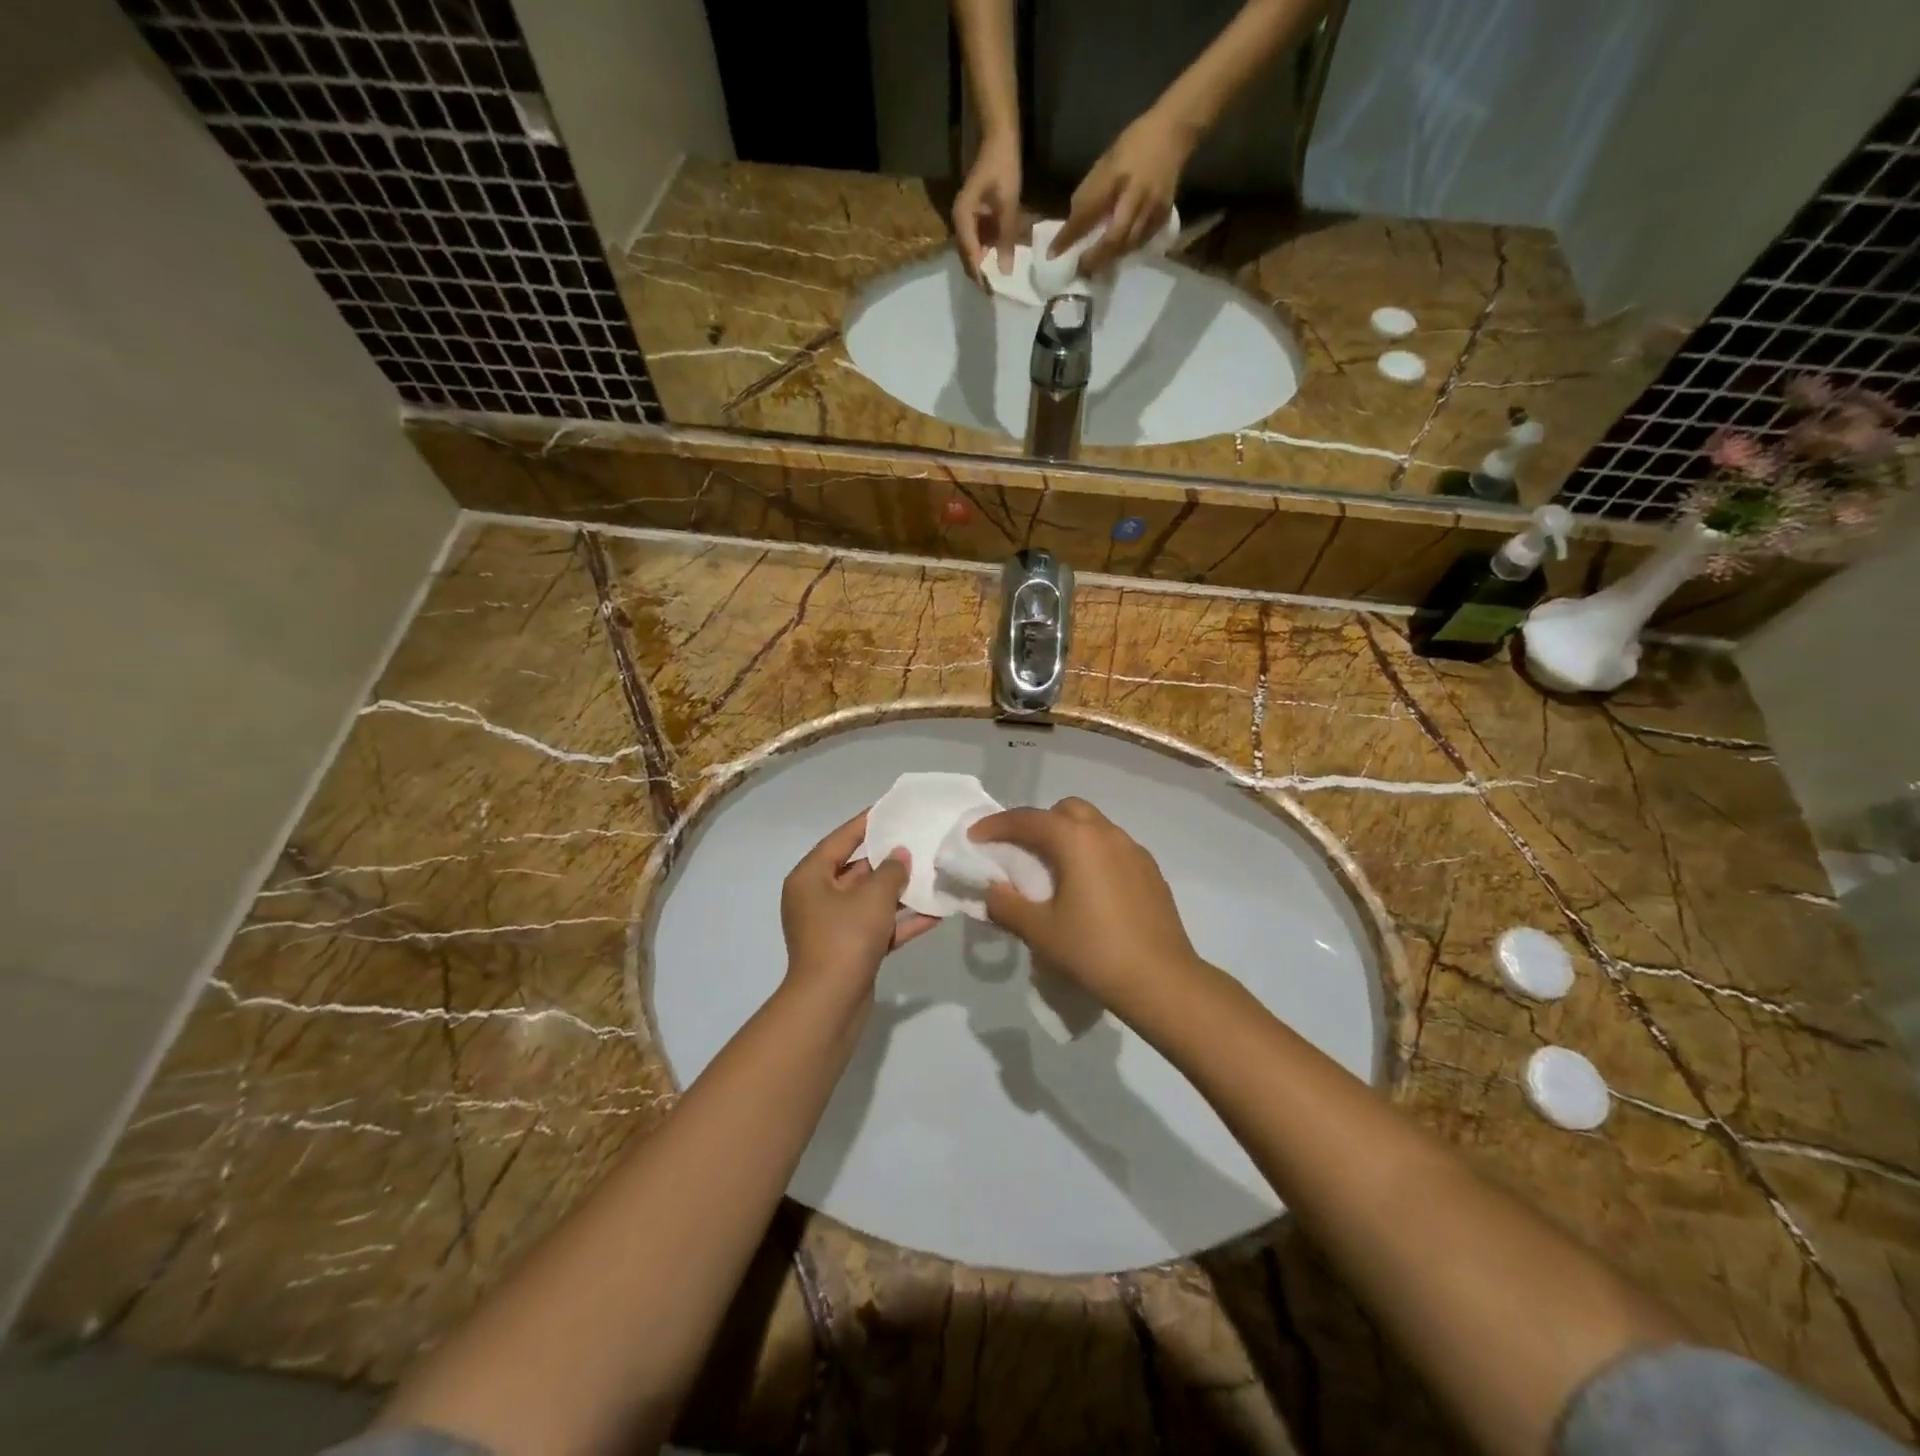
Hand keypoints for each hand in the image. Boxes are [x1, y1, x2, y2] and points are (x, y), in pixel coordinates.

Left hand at [780, 813, 938, 1004]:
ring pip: (870, 900)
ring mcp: (833, 927)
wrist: (830, 1004)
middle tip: (920, 841)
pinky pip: (878, 927)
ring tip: (933, 874)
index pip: (840, 840)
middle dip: (889, 860)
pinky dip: (902, 921)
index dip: (866, 823)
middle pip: (856, 870)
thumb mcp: (872, 897)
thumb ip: (891, 871)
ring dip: (899, 891)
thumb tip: (900, 854)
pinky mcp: (851, 951)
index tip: (891, 809)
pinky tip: (935, 913)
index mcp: (810, 878)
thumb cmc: (845, 937)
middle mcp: (817, 898)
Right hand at [952, 131, 1022, 287]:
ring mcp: (965, 219)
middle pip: (967, 256)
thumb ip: (1006, 239)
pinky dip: (988, 252)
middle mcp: (959, 222)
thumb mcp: (1008, 205)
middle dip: (979, 274)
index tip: (989, 294)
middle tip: (994, 292)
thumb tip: (1005, 271)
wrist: (998, 139)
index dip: (979, 276)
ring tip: (998, 281)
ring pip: (973, 250)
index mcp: (963, 218)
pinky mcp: (974, 217)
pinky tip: (999, 260)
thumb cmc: (1003, 167)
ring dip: (984, 264)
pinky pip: (979, 240)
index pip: (969, 255)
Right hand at [968, 798, 1205, 1023]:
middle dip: (1038, 823)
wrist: (1162, 980)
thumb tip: (993, 889)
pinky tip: (1088, 888)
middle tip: (1019, 851)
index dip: (997, 825)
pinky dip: (1091, 853)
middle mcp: (1107, 834)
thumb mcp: (1040, 931)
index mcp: (1077, 840)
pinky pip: (1112, 847)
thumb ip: (1008, 904)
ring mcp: (1134, 850)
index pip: (1029, 819)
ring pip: (1093, 826)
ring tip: (1053, 870)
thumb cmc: (1094, 951)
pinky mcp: (1151, 870)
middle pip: (1065, 811)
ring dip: (1067, 837)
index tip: (975, 837)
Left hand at [1051, 107, 1195, 276]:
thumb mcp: (1106, 161)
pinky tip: (1115, 256)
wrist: (1175, 132)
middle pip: (1113, 238)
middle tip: (1078, 270)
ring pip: (1127, 245)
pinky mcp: (1163, 216)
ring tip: (1094, 268)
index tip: (1053, 254)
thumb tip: (1073, 223)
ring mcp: (1153, 208)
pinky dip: (1126, 252)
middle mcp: (1136, 195)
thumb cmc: (1134, 144)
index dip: (1069, 235)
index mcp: (1117, 176)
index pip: (1087, 212)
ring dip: (1109, 259)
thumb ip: (1091, 191)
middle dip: (1093, 258)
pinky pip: (1141, 242)